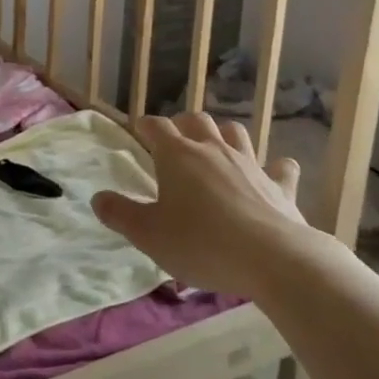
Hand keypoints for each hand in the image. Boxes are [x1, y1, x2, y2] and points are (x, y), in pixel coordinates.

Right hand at [92, 112, 316, 298]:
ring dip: (224, 135)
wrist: (273, 259)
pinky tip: (273, 173)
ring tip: (216, 149)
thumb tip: (98, 197)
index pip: (156, 126)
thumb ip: (120, 214)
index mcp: (177, 155)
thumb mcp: (148, 235)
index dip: (145, 126)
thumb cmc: (201, 243)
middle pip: (197, 120)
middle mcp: (213, 149)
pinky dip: (274, 168)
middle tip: (175, 142)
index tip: (139, 133)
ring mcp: (250, 163)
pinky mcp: (280, 185)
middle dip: (183, 125)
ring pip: (235, 132)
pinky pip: (280, 167)